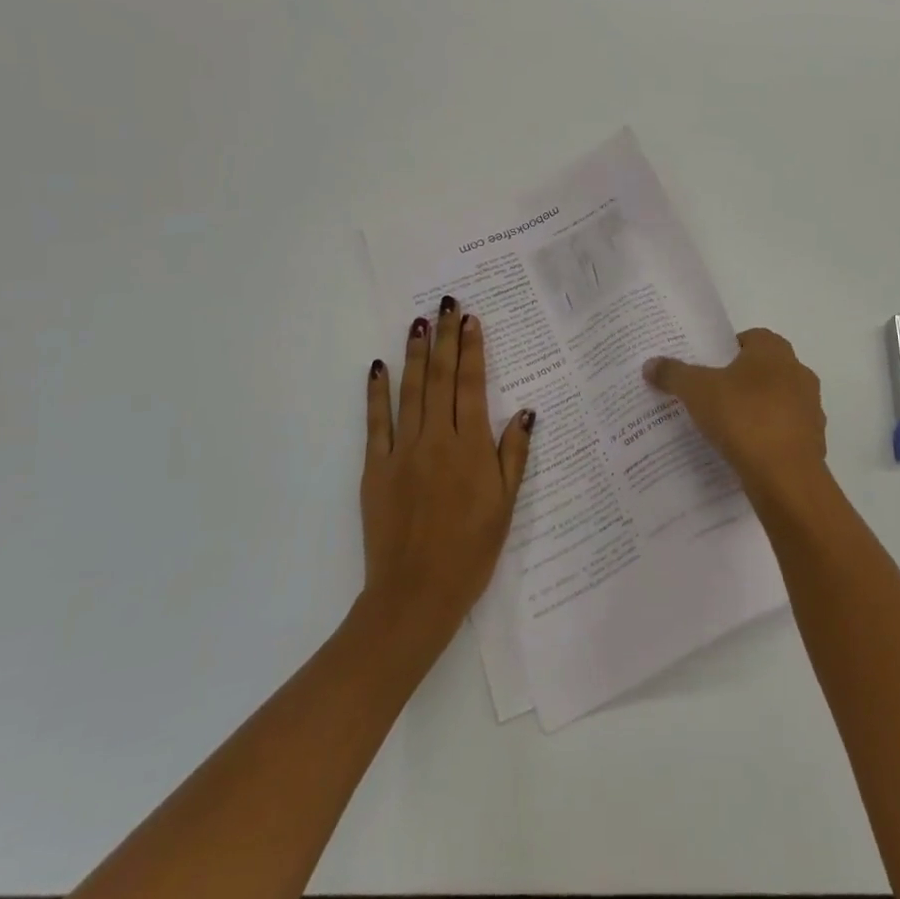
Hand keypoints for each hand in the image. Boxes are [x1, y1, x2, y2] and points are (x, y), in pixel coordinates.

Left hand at [361, 295, 532, 653]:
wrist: (415, 595)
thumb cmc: (471, 551)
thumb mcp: (505, 505)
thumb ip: (513, 455)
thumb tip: (524, 411)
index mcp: (470, 447)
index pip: (471, 385)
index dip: (471, 349)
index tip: (471, 319)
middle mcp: (436, 439)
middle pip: (440, 378)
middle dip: (444, 337)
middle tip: (446, 303)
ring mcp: (401, 451)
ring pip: (410, 391)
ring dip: (414, 353)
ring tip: (418, 321)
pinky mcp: (375, 468)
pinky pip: (376, 423)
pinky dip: (377, 392)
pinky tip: (379, 367)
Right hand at [643, 328, 827, 506]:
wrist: (786, 477)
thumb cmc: (743, 418)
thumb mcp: (697, 391)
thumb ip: (674, 374)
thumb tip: (650, 364)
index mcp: (774, 351)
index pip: (750, 338)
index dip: (726, 350)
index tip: (706, 368)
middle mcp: (798, 372)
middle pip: (764, 369)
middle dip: (740, 381)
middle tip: (710, 396)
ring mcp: (810, 408)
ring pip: (777, 401)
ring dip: (756, 410)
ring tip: (725, 427)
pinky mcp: (813, 441)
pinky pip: (784, 432)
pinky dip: (767, 438)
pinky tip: (745, 452)